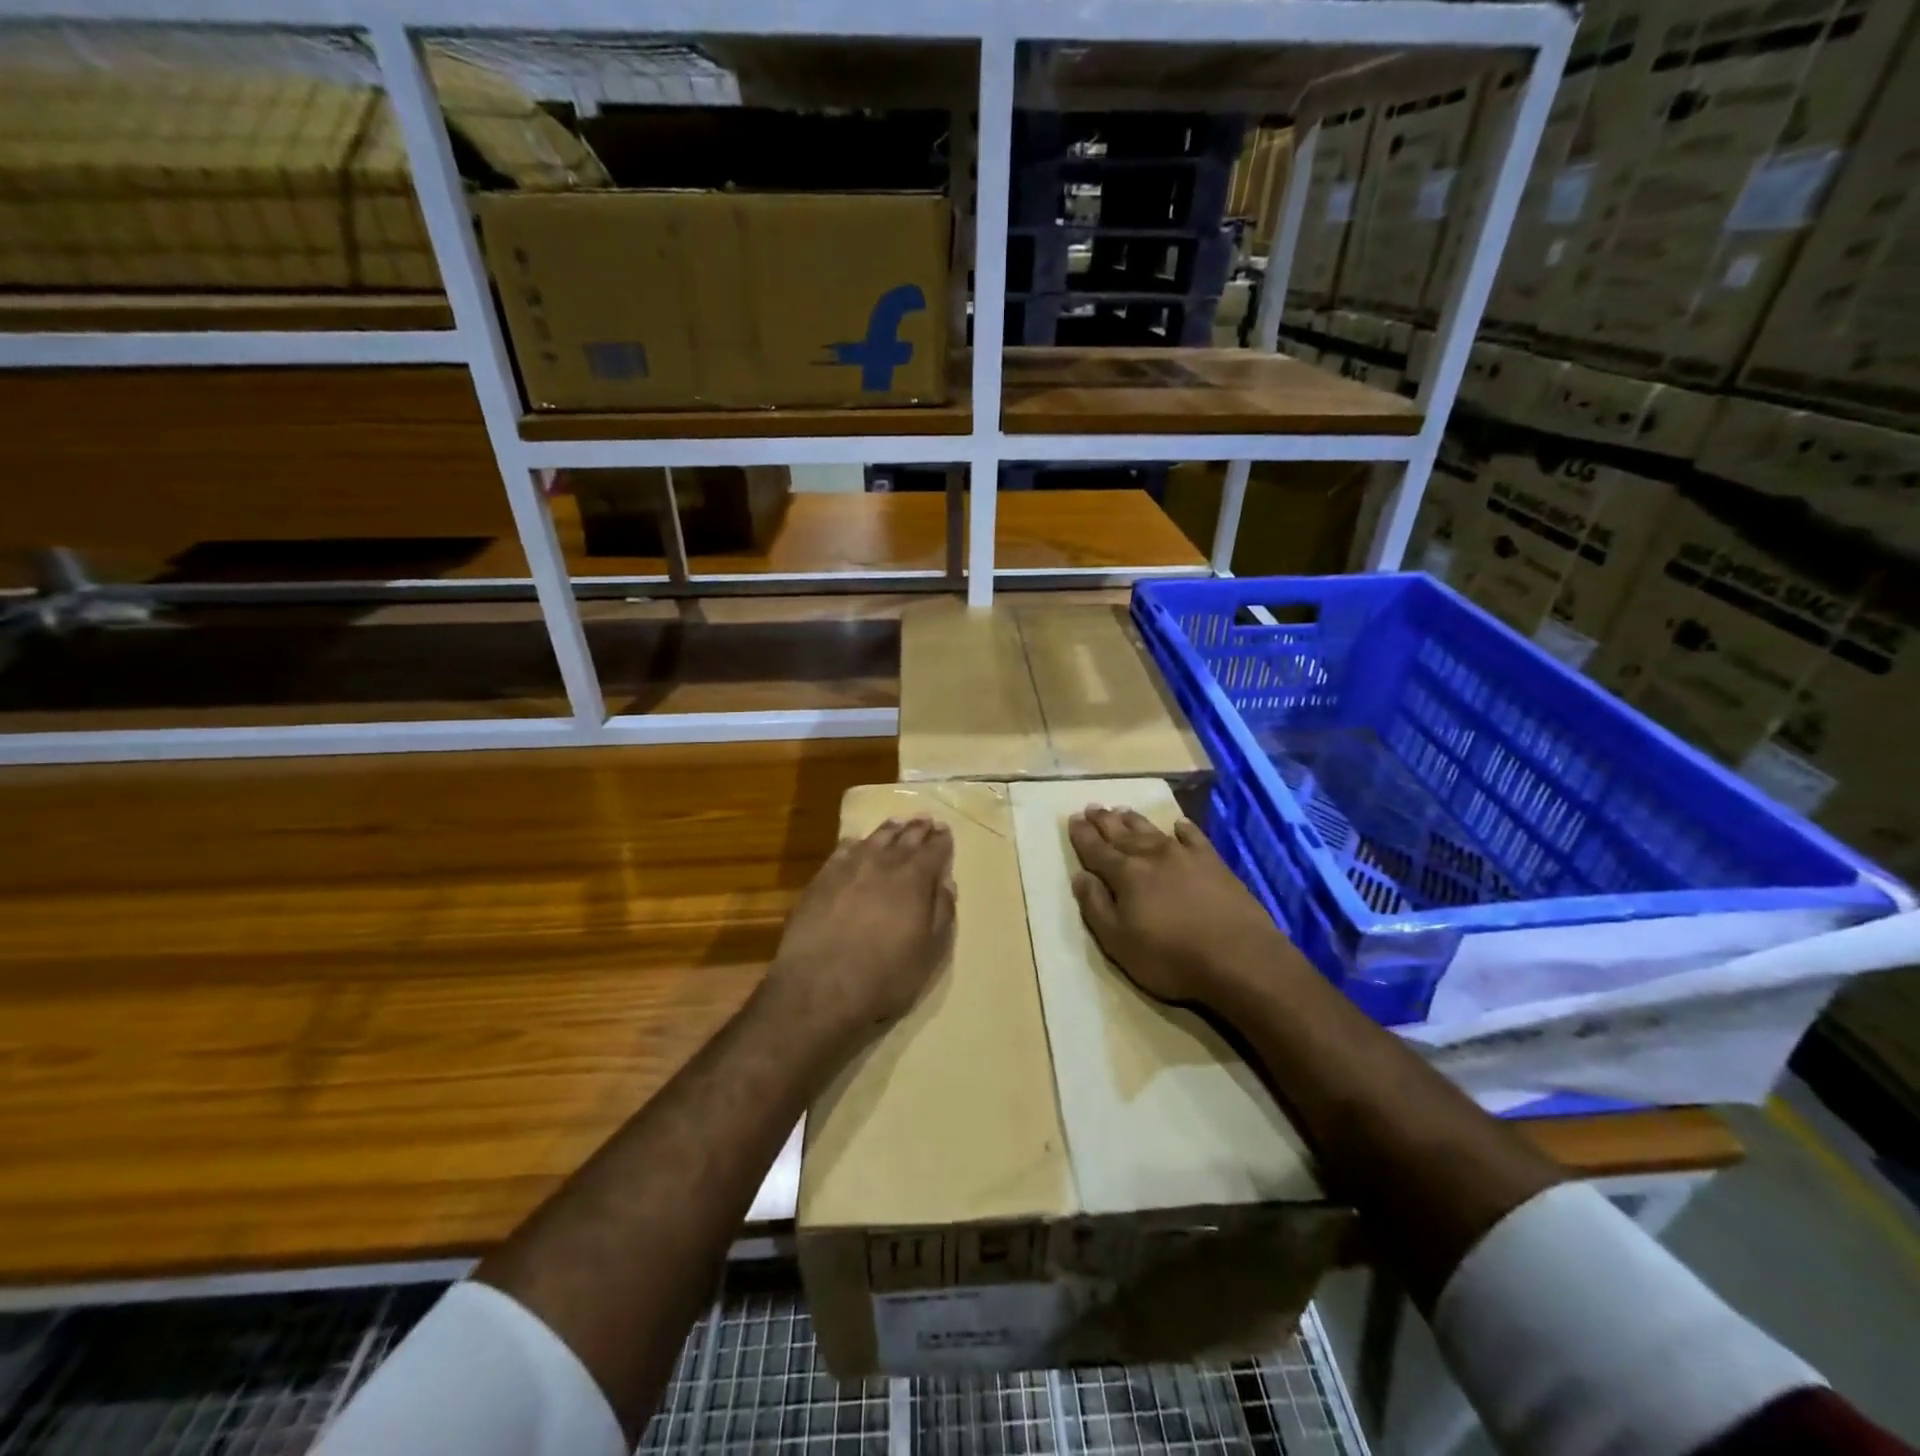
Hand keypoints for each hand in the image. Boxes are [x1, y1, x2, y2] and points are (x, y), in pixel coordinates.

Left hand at [764, 817, 956, 1038]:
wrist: (819, 987)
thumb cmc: (885, 976)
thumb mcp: (929, 952)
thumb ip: (942, 912)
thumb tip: (946, 882)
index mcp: (914, 879)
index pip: (934, 850)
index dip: (942, 840)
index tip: (945, 831)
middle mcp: (883, 863)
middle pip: (905, 837)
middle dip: (918, 828)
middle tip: (925, 820)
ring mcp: (848, 868)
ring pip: (874, 838)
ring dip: (889, 829)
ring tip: (898, 823)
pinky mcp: (821, 879)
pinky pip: (842, 850)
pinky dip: (854, 843)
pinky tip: (856, 843)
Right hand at [1069, 806, 1290, 1008]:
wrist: (1240, 958)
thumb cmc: (1170, 957)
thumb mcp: (1118, 942)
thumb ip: (1096, 906)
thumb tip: (1080, 876)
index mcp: (1126, 874)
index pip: (1097, 850)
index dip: (1082, 835)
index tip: (1073, 819)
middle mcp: (1152, 856)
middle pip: (1122, 834)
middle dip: (1104, 821)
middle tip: (1092, 807)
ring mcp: (1186, 856)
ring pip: (1153, 831)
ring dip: (1134, 821)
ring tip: (1122, 810)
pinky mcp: (1214, 864)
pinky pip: (1194, 838)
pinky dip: (1184, 829)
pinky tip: (1179, 825)